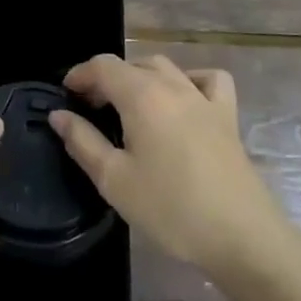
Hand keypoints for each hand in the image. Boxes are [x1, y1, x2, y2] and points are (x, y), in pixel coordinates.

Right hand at [51, 55, 295, 286]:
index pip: (103, 66)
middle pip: (132, 64)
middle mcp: (173, 86)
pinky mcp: (228, 117)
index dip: (80, 74)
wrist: (242, 237)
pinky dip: (190, 80)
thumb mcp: (114, 180)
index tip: (66, 95)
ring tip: (129, 104)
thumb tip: (59, 115)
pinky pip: (209, 80)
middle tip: (91, 108)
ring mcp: (204, 99)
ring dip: (141, 76)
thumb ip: (82, 141)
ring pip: (166, 67)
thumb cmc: (170, 209)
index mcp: (141, 96)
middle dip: (106, 78)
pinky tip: (181, 101)